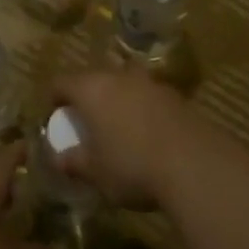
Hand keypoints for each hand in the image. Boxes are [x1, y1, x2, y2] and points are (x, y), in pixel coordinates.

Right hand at [54, 69, 248, 209]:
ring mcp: (151, 83)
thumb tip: (57, 159)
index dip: (53, 98)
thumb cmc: (131, 166)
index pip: (61, 82)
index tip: (54, 115)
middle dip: (87, 97)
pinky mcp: (176, 96)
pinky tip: (147, 136)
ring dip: (117, 101)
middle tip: (85, 122)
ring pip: (124, 86)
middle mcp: (119, 77)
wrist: (194, 164)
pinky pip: (148, 98)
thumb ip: (73, 162)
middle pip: (94, 79)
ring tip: (117, 128)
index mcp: (91, 89)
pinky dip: (142, 110)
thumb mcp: (95, 172)